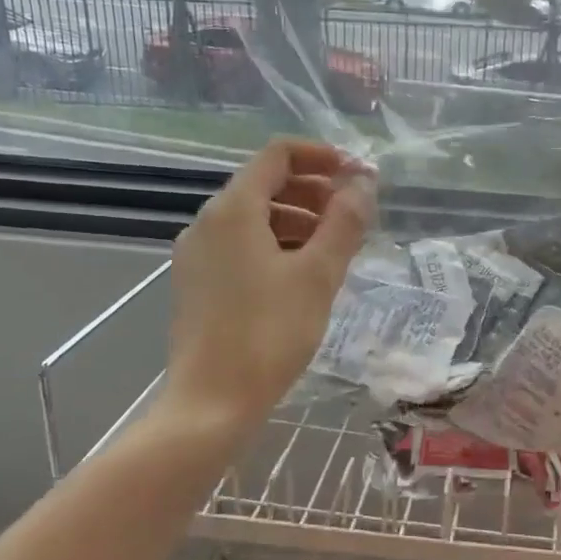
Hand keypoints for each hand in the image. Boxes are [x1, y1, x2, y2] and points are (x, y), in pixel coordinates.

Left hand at [166, 139, 375, 428]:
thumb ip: (344, 223)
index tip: (357, 175)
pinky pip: (242, 245)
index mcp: (232, 210)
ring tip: (335, 247)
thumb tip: (363, 184)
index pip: (277, 155)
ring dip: (298, 219)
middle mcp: (207, 222)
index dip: (321, 156)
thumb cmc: (269, 334)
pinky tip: (303, 274)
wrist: (211, 403)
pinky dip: (277, 244)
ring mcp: (197, 255)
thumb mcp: (318, 275)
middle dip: (313, 191)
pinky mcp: (198, 283)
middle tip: (353, 215)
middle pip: (265, 184)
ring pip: (254, 218)